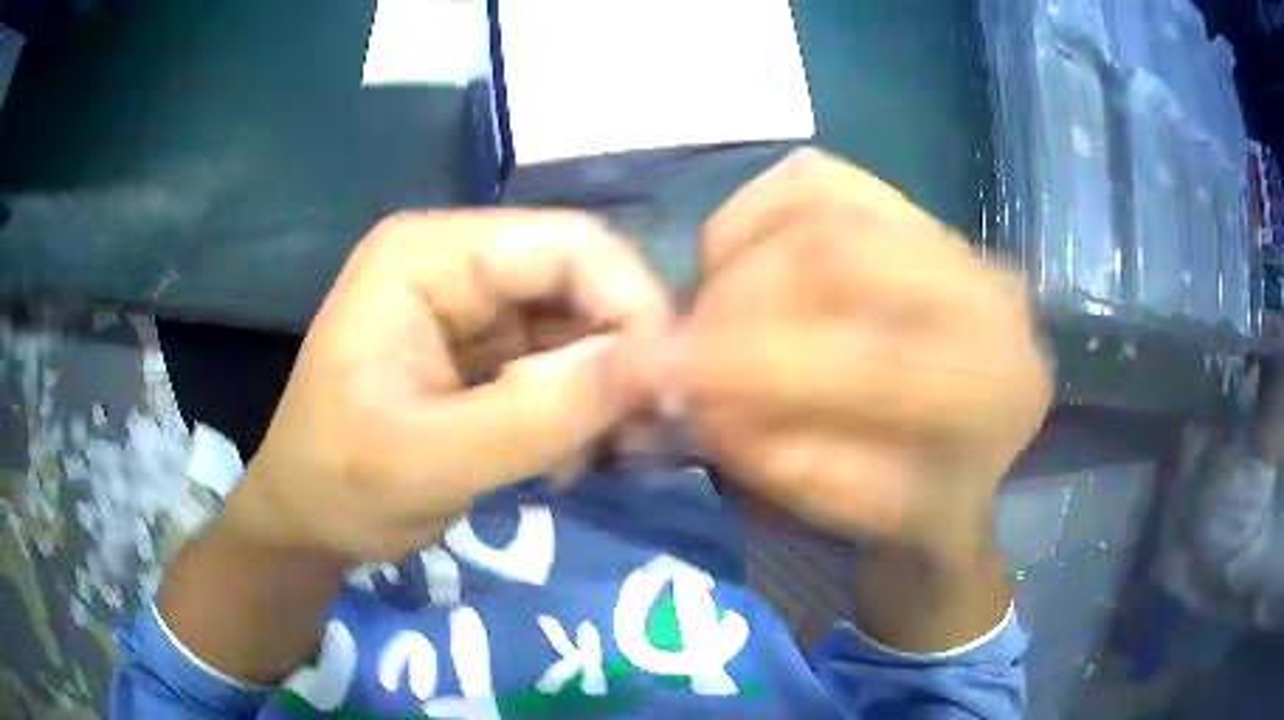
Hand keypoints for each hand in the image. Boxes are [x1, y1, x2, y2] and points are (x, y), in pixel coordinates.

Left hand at [227, 211, 672, 561]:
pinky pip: (558, 358)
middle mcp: (453, 259)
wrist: (305, 520)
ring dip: (604, 389)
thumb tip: (657, 367)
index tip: (666, 394)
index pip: (568, 245)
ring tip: (605, 460)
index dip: (632, 307)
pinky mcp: (480, 345)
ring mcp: (468, 301)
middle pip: (579, 280)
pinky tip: (571, 457)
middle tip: (644, 441)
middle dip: (622, 357)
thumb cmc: (340, 487)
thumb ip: (542, 413)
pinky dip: (580, 406)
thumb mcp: (431, 461)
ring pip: (578, 322)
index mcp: (425, 254)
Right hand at [670, 150, 1052, 565]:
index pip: (872, 362)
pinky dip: (755, 213)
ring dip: (737, 252)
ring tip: (711, 307)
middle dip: (733, 297)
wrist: (972, 442)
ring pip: (819, 203)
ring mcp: (951, 238)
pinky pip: (814, 179)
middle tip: (679, 342)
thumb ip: (774, 455)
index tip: (661, 375)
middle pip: (837, 253)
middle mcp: (987, 297)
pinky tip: (741, 260)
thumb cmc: (918, 497)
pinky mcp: (913, 209)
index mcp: (991, 395)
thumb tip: (685, 390)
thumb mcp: (855, 511)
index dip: (752, 363)